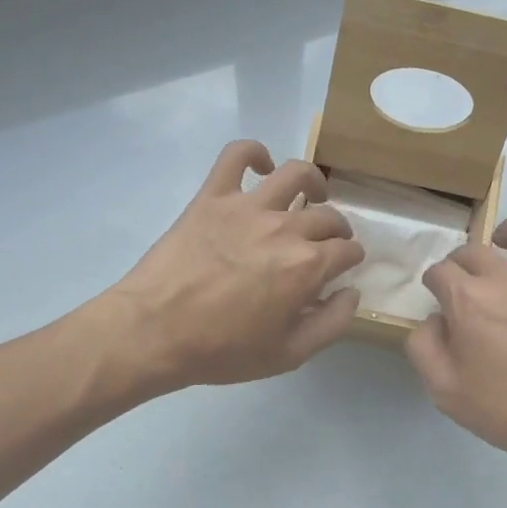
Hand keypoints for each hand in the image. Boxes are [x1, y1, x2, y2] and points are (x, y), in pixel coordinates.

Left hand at [107, 140, 364, 387]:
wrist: (154, 332)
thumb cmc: (222, 350)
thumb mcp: (289, 354)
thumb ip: (331, 323)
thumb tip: (352, 292)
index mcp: (307, 266)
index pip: (347, 250)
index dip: (351, 259)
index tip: (344, 267)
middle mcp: (285, 228)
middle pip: (327, 216)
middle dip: (337, 230)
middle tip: (327, 243)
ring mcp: (247, 207)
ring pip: (295, 174)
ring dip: (313, 182)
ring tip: (312, 193)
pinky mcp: (212, 196)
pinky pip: (236, 155)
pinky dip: (254, 152)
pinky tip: (261, 166)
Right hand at [405, 214, 506, 464]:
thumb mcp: (446, 392)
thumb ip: (424, 348)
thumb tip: (432, 319)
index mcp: (468, 300)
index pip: (439, 271)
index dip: (434, 282)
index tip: (438, 297)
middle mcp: (506, 276)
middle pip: (474, 250)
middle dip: (461, 262)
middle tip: (465, 283)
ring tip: (506, 246)